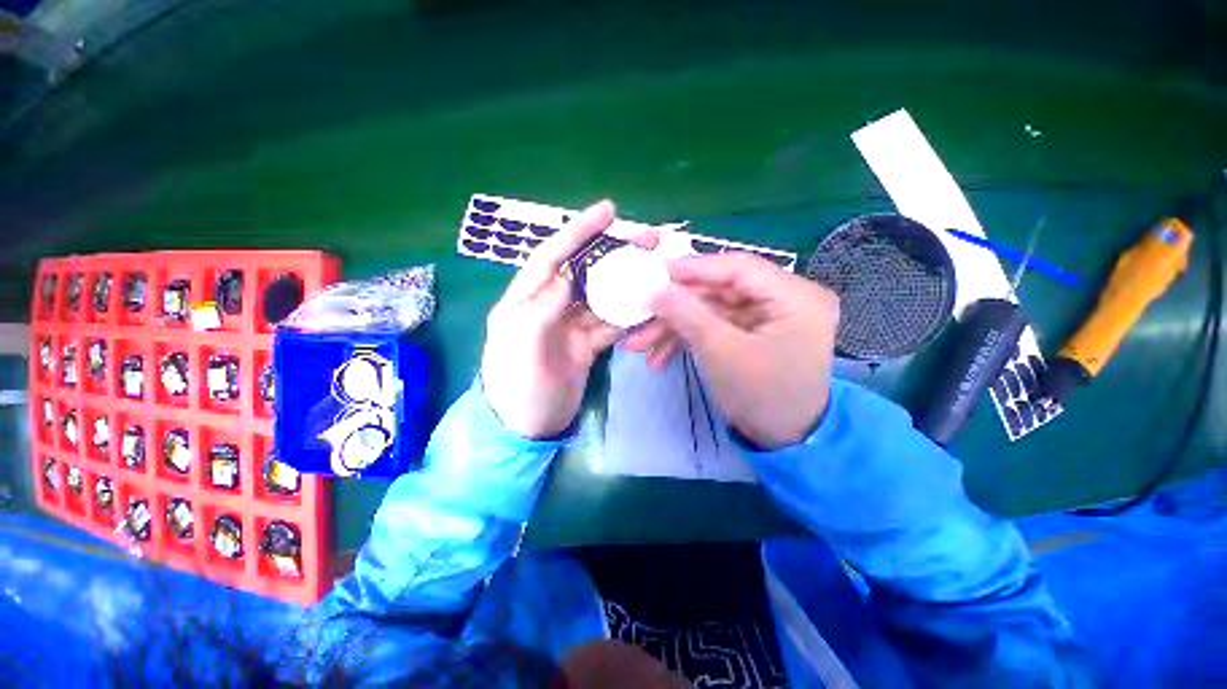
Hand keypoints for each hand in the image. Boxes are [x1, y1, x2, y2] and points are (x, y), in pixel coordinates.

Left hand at [481, 200, 658, 438]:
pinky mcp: (586, 343)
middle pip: (584, 270)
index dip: (578, 231)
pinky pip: (611, 323)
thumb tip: (567, 277)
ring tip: (656, 270)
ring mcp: (570, 325)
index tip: (608, 210)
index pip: (553, 256)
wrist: (527, 429)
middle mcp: (549, 306)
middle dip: (613, 252)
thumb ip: (540, 312)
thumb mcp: (522, 353)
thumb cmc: (518, 391)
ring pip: (602, 295)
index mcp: (525, 300)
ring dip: (626, 283)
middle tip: (649, 240)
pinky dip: (629, 315)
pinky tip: (649, 307)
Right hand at [641, 253, 839, 448]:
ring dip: (675, 327)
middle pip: (720, 290)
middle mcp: (786, 298)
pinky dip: (687, 339)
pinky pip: (715, 326)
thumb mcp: (722, 353)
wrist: (784, 441)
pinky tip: (659, 357)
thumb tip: (655, 289)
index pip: (739, 268)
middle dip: (676, 308)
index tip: (654, 273)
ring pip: (712, 310)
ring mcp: (767, 316)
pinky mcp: (752, 332)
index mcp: (796, 297)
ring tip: (639, 345)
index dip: (694, 268)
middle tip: (639, 315)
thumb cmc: (763, 397)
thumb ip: (688, 315)